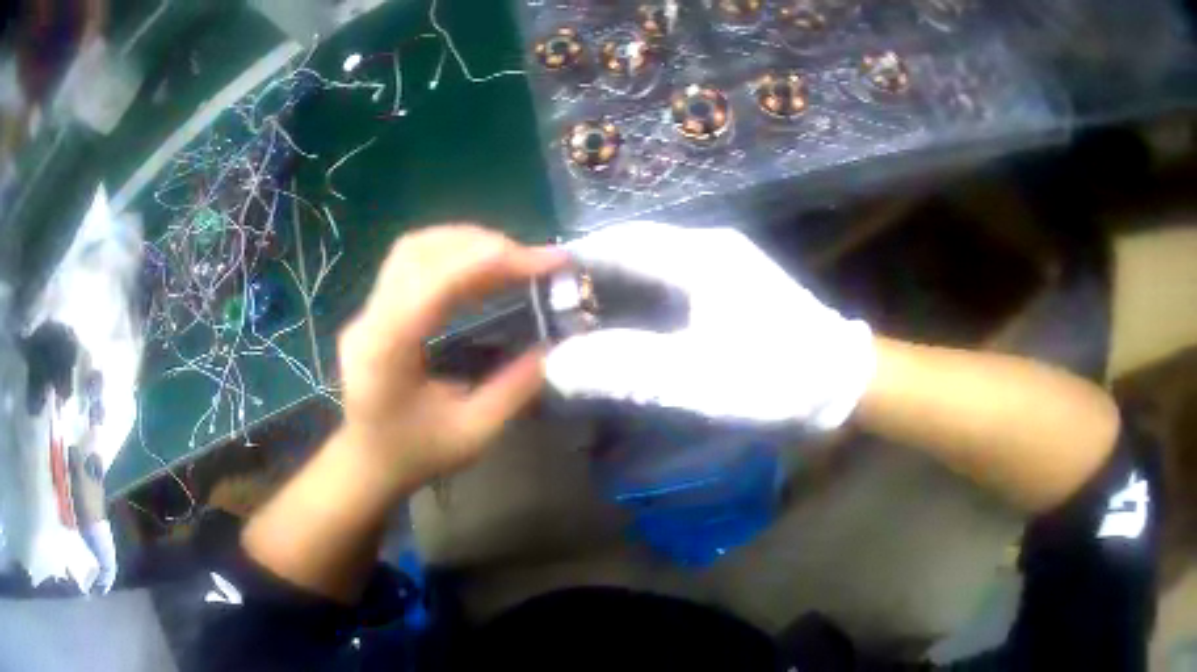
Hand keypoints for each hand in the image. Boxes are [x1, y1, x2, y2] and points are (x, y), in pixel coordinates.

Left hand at [336, 225, 565, 487]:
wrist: (367, 465)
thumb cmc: (416, 456)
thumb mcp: (473, 434)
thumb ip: (514, 389)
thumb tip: (553, 347)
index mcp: (387, 349)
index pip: (437, 280)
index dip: (495, 260)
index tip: (547, 261)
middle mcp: (370, 319)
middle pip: (421, 251)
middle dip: (484, 245)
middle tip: (534, 260)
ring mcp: (367, 310)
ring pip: (414, 248)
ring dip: (466, 243)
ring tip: (512, 258)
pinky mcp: (374, 309)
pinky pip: (411, 263)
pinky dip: (451, 255)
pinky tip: (480, 268)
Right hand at [545, 222, 874, 429]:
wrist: (840, 382)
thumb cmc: (772, 374)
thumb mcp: (695, 376)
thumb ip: (622, 369)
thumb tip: (554, 365)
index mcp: (698, 255)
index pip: (621, 240)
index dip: (578, 254)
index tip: (540, 275)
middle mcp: (711, 248)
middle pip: (637, 248)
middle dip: (595, 270)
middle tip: (558, 301)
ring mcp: (729, 264)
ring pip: (658, 263)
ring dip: (621, 282)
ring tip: (586, 311)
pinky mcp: (739, 285)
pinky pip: (677, 280)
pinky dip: (648, 296)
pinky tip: (637, 322)